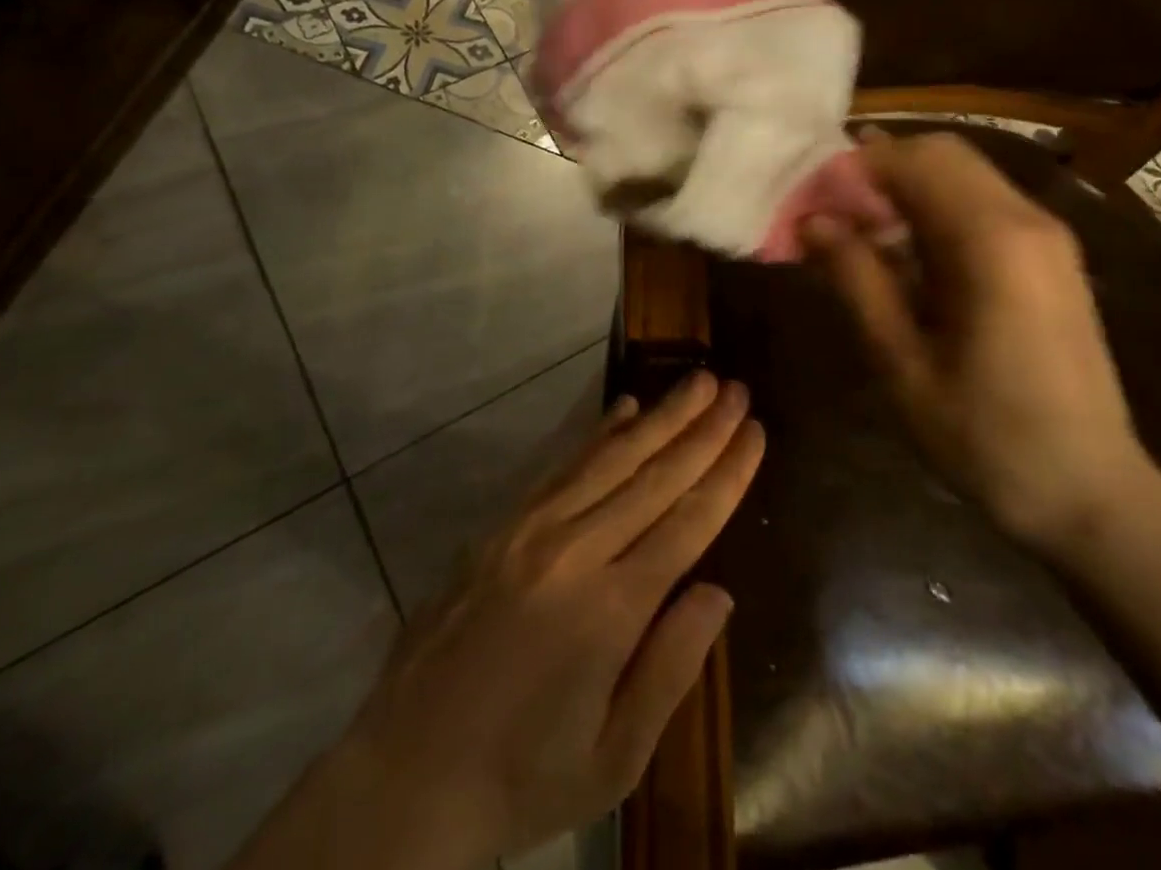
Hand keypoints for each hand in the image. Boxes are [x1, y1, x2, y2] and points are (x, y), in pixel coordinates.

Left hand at [276, 372, 763, 869]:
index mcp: (609, 610)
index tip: (755, 431)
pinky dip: (597, 432)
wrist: (404, 776)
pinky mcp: (500, 526)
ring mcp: (530, 531)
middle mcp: (573, 551)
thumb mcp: (613, 759)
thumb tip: (719, 590)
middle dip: (702, 429)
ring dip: (659, 416)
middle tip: (736, 388)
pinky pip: (560, 466)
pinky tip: (624, 408)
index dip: (727, 474)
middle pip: (654, 476)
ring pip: (609, 458)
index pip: (687, 522)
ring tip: (697, 381)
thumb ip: (671, 668)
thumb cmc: (522, 779)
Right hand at [804, 132, 1151, 552]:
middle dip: (878, 169)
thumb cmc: (985, 438)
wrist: (1091, 495)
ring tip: (857, 233)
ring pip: (963, 174)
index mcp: (991, 240)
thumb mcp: (901, 363)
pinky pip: (983, 205)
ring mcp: (1046, 236)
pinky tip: (904, 255)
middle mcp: (1026, 219)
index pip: (912, 161)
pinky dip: (935, 209)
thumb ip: (856, 279)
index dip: (852, 168)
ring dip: (905, 188)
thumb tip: (813, 221)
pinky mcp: (1051, 258)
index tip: (808, 199)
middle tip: (830, 211)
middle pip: (942, 154)